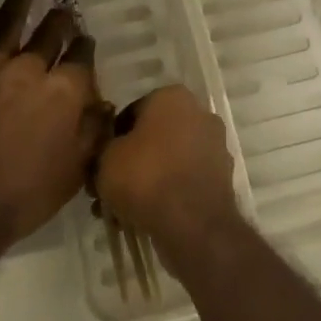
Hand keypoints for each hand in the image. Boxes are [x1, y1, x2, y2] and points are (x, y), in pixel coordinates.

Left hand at [0, 0, 108, 267]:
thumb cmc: (25, 197)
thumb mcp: (75, 171)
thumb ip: (93, 132)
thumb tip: (104, 103)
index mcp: (64, 91)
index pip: (82, 56)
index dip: (86, 48)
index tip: (86, 45)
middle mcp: (30, 69)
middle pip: (51, 31)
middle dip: (61, 19)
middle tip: (64, 12)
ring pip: (9, 21)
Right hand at [97, 85, 239, 253]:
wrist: (194, 224)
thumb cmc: (146, 177)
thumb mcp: (106, 158)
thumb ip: (103, 148)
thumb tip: (109, 153)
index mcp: (173, 97)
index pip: (131, 112)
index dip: (111, 139)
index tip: (99, 163)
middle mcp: (199, 114)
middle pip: (152, 137)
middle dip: (129, 162)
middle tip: (107, 188)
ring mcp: (214, 146)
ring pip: (168, 161)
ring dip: (145, 181)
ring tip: (120, 211)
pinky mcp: (221, 178)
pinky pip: (183, 181)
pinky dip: (166, 194)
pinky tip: (142, 218)